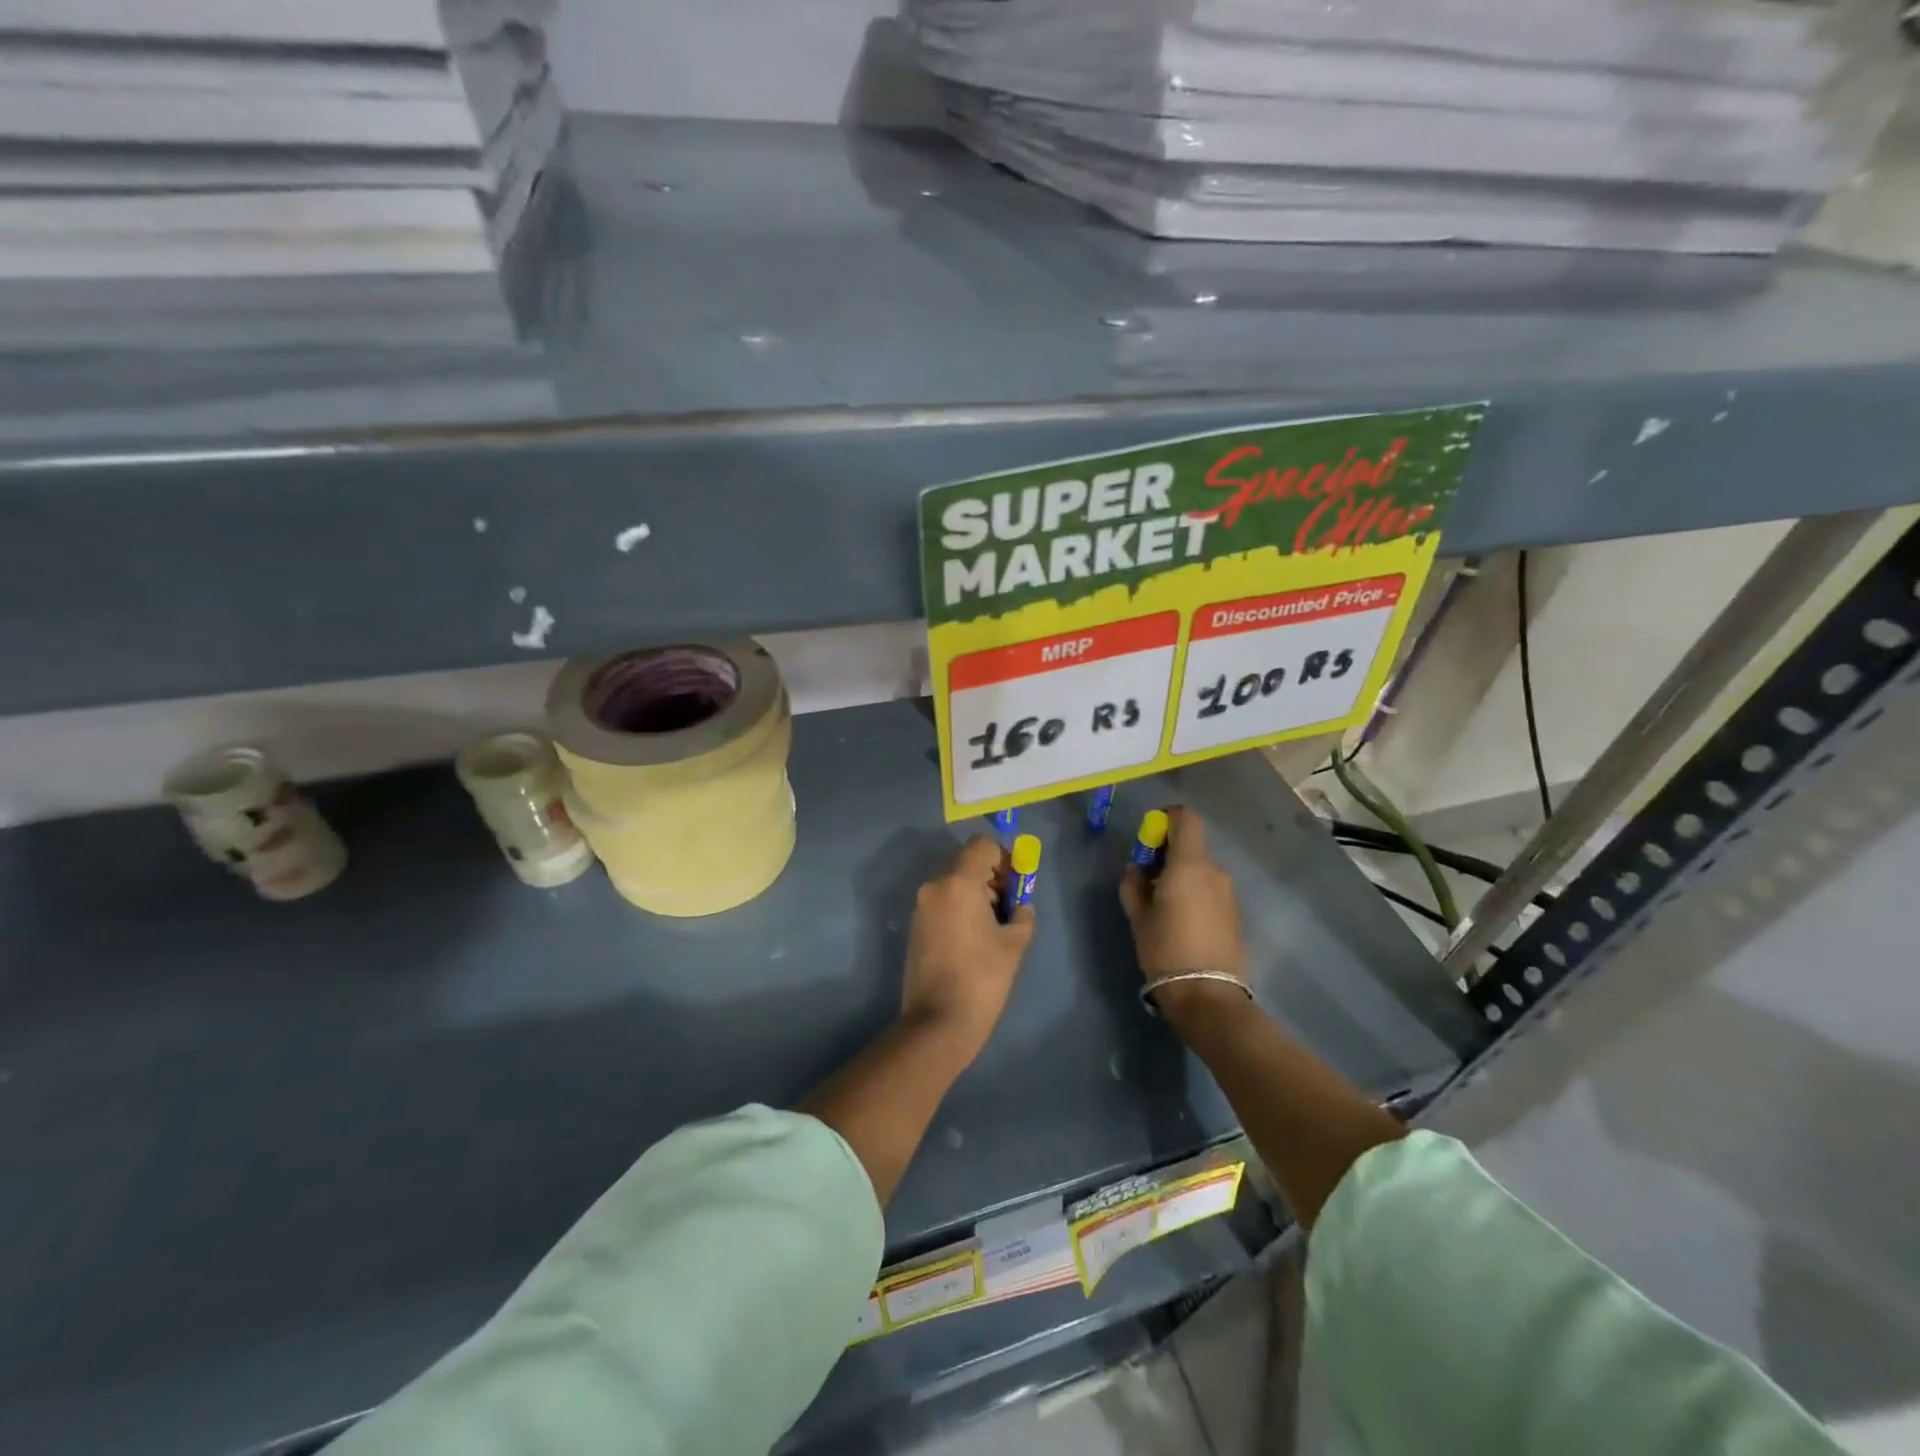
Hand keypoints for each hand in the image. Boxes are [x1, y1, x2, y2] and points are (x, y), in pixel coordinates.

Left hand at [901, 836, 1035, 1066]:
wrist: (938, 1022)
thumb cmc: (982, 979)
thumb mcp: (1014, 943)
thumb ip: (1021, 912)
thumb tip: (1019, 904)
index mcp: (957, 883)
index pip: (983, 846)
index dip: (1005, 858)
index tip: (1017, 885)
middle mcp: (934, 886)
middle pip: (967, 861)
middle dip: (992, 876)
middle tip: (1010, 906)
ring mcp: (921, 906)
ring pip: (954, 881)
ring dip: (976, 891)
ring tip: (993, 925)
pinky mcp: (916, 925)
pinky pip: (942, 900)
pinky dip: (960, 905)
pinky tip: (974, 937)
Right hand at [1119, 807, 1248, 1018]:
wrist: (1208, 995)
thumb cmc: (1165, 949)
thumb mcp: (1138, 916)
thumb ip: (1133, 884)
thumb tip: (1136, 869)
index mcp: (1189, 864)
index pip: (1185, 818)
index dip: (1166, 818)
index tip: (1149, 837)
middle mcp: (1214, 871)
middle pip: (1191, 844)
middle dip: (1167, 852)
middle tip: (1146, 876)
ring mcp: (1228, 892)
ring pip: (1200, 868)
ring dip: (1180, 874)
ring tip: (1161, 902)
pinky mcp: (1234, 912)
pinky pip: (1209, 888)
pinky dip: (1194, 891)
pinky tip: (1180, 919)